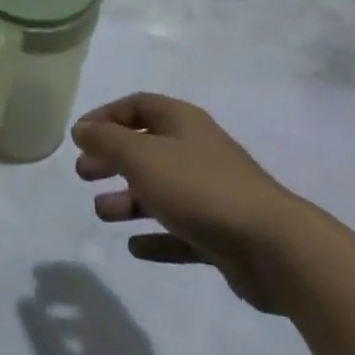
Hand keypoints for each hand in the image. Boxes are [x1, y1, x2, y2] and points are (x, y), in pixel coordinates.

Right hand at [72, 94, 312, 312]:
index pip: (137, 106)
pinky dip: (156, 237)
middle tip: (83, 174)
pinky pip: (181, 232)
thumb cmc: (199, 187)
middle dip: (112, 159)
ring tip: (102, 213)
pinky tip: (135, 248)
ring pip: (161, 191)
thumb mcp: (140, 156)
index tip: (80, 136)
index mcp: (182, 122)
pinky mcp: (222, 235)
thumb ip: (106, 140)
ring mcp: (212, 194)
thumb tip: (82, 129)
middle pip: (146, 148)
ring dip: (128, 200)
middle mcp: (197, 152)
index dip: (106, 116)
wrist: (275, 248)